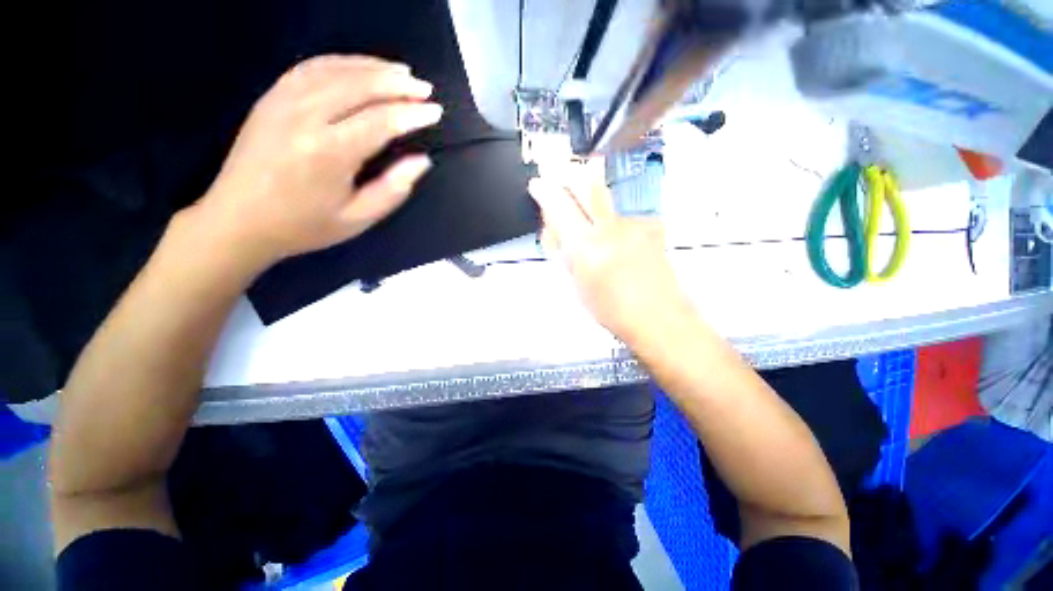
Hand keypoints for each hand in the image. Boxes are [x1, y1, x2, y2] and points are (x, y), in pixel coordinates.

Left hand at [195, 55, 442, 268]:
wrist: (238, 220)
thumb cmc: (304, 225)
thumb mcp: (358, 219)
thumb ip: (393, 189)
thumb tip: (422, 161)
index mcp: (329, 153)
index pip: (381, 122)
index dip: (412, 114)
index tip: (436, 112)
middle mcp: (305, 117)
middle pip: (359, 86)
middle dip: (397, 84)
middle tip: (424, 89)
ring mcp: (283, 101)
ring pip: (335, 70)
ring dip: (372, 67)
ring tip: (400, 72)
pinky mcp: (271, 97)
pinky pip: (310, 67)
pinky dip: (341, 62)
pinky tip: (360, 67)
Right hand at [528, 160, 690, 338]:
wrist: (657, 317)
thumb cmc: (613, 310)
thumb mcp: (578, 286)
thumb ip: (567, 254)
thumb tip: (559, 232)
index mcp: (586, 248)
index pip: (559, 207)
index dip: (545, 191)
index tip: (538, 185)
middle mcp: (610, 229)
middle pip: (586, 185)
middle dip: (568, 177)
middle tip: (558, 179)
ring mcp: (632, 225)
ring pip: (604, 201)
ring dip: (591, 205)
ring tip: (593, 232)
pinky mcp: (649, 227)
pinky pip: (622, 216)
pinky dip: (613, 224)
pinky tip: (618, 245)